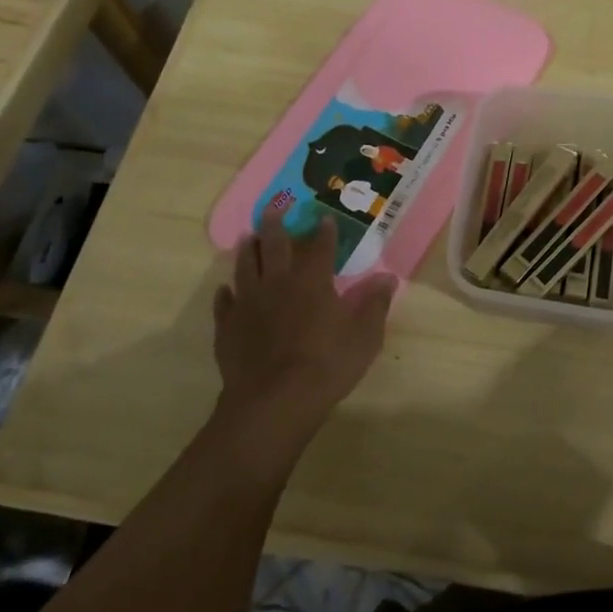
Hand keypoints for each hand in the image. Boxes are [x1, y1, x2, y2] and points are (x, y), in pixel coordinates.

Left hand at [210, 204, 395, 456]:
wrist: (273, 402)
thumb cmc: (327, 365)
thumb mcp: (364, 336)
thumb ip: (374, 304)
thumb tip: (388, 277)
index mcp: (312, 281)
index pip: (320, 247)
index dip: (324, 232)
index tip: (325, 218)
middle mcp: (277, 283)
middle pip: (274, 246)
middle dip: (275, 225)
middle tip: (272, 209)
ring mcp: (248, 304)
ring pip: (245, 267)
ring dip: (248, 250)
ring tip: (248, 237)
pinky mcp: (228, 328)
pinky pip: (224, 303)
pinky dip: (226, 294)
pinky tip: (226, 290)